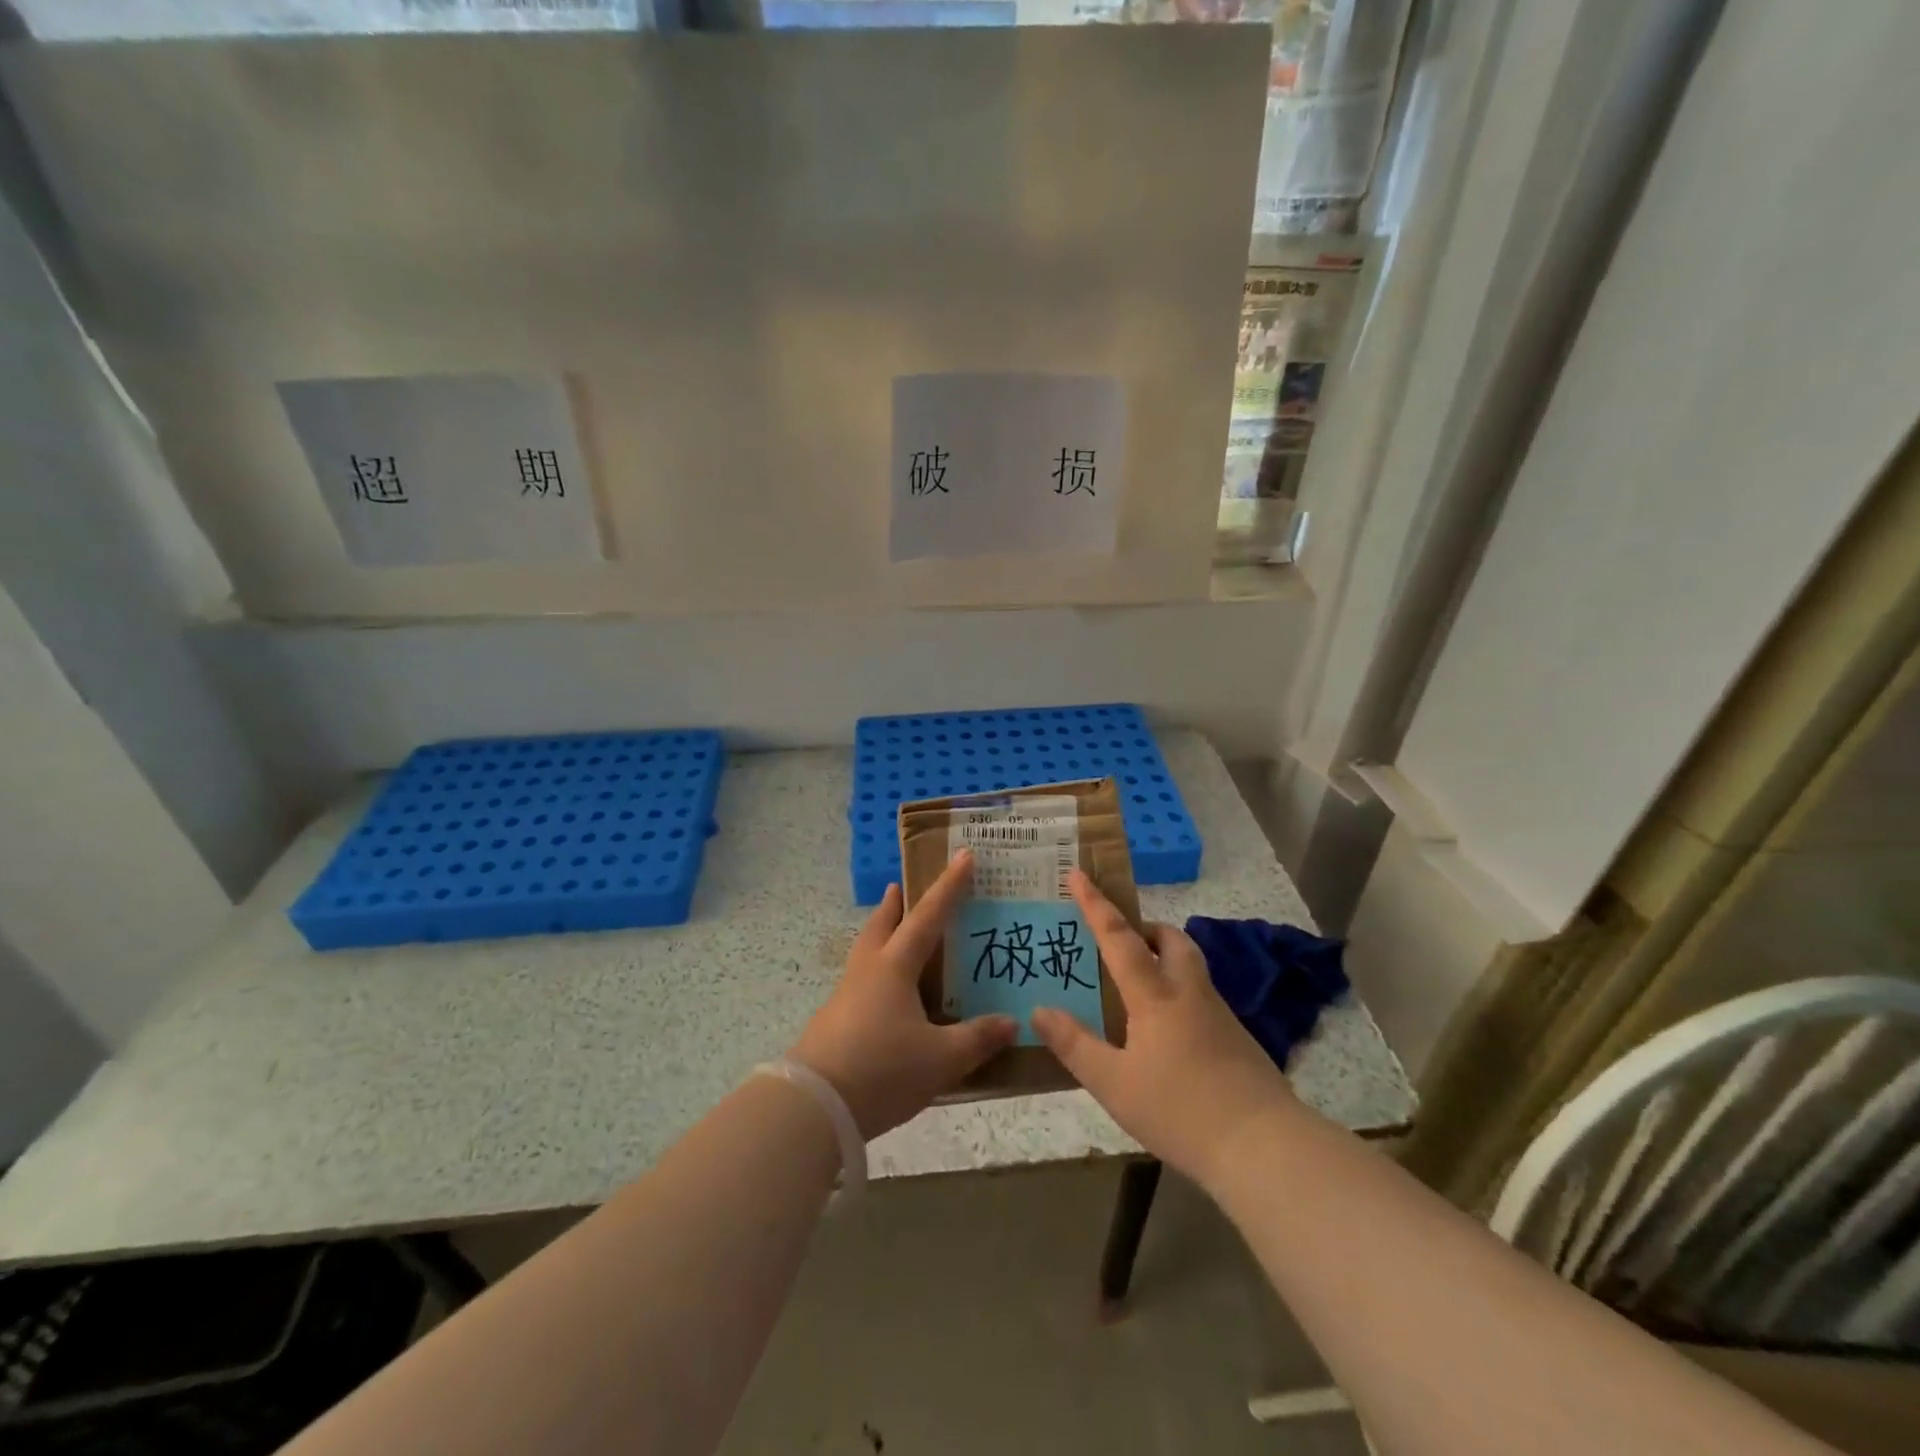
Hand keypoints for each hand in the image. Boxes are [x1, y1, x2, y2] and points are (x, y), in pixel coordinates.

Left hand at [789, 850, 1017, 1139]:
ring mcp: (845, 996)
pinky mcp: (833, 1021)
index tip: (963, 856)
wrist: (814, 1106)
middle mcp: (867, 971)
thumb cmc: (882, 1070)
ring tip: (893, 934)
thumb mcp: (940, 1059)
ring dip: (880, 934)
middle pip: (881, 925)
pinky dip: (875, 972)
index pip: (927, 916)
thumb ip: (977, 1039)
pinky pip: (860, 981)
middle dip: (895, 904)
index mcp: (894, 967)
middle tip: (902, 887)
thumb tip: (1011, 1022)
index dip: (949, 887)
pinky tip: (885, 995)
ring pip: (865, 951)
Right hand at [1031, 869, 1295, 1191]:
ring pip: (1190, 965)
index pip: (1119, 937)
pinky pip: (1201, 995)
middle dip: (1145, 929)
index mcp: (1155, 995)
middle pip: (1171, 939)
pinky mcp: (1237, 1038)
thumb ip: (1074, 1045)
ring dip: (1165, 957)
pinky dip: (1179, 992)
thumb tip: (1038, 1010)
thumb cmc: (1179, 1110)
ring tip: (1139, 985)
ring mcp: (1219, 1013)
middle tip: (1121, 942)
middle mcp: (1189, 992)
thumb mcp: (1113, 1084)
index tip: (1077, 873)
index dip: (1095, 904)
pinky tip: (1168, 1031)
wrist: (1263, 1146)